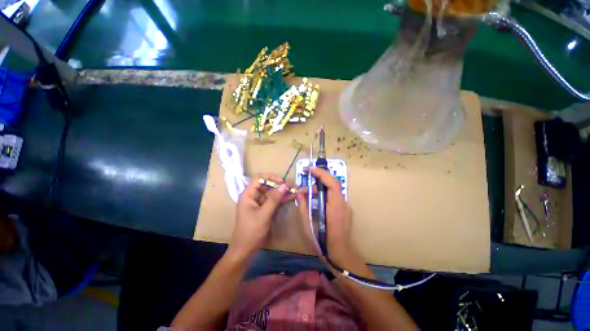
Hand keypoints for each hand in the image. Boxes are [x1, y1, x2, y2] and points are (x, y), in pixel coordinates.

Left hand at [228, 174, 295, 259]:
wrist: (245, 250)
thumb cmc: (251, 231)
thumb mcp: (264, 214)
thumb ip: (274, 199)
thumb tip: (284, 185)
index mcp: (248, 195)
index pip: (259, 179)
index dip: (271, 177)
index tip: (282, 181)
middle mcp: (253, 196)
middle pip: (267, 185)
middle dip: (279, 185)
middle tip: (292, 186)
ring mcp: (259, 203)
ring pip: (272, 193)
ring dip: (282, 192)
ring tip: (295, 190)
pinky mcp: (264, 209)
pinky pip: (273, 201)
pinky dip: (281, 199)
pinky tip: (291, 197)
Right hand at [296, 167, 356, 265]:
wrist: (340, 256)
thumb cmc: (322, 242)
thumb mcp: (307, 225)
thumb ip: (303, 206)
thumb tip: (300, 193)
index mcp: (335, 207)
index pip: (332, 184)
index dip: (322, 174)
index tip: (311, 170)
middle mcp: (343, 204)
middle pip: (333, 185)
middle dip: (318, 182)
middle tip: (304, 188)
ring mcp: (346, 207)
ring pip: (333, 191)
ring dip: (320, 190)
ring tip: (308, 196)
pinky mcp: (345, 210)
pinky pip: (334, 198)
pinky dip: (324, 195)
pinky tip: (316, 203)